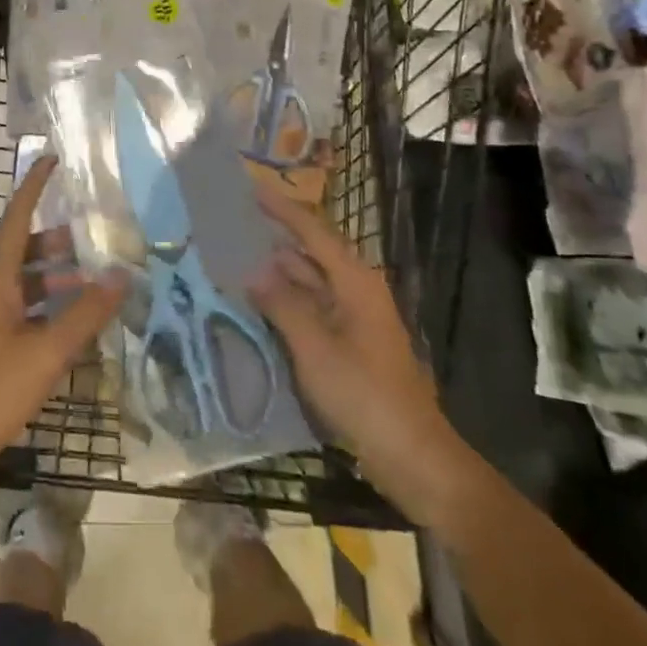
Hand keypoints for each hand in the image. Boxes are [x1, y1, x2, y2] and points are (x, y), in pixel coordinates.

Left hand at [0, 156, 125, 482]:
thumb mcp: (46, 352)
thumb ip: (85, 314)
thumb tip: (121, 275)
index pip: (17, 220)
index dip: (33, 188)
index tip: (52, 160)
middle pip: (24, 252)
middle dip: (58, 242)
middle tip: (95, 239)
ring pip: (26, 284)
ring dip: (57, 279)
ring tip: (94, 283)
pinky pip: (24, 311)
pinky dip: (50, 308)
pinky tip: (74, 326)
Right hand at [248, 191, 476, 523]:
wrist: (414, 457)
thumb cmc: (365, 395)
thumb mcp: (315, 349)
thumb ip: (282, 305)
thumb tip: (254, 270)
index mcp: (355, 282)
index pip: (313, 231)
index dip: (282, 209)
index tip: (250, 188)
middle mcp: (356, 291)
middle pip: (311, 253)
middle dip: (274, 239)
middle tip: (232, 226)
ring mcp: (354, 319)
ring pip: (309, 283)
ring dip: (277, 274)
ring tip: (235, 260)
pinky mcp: (350, 344)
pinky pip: (312, 310)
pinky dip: (286, 303)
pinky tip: (257, 305)